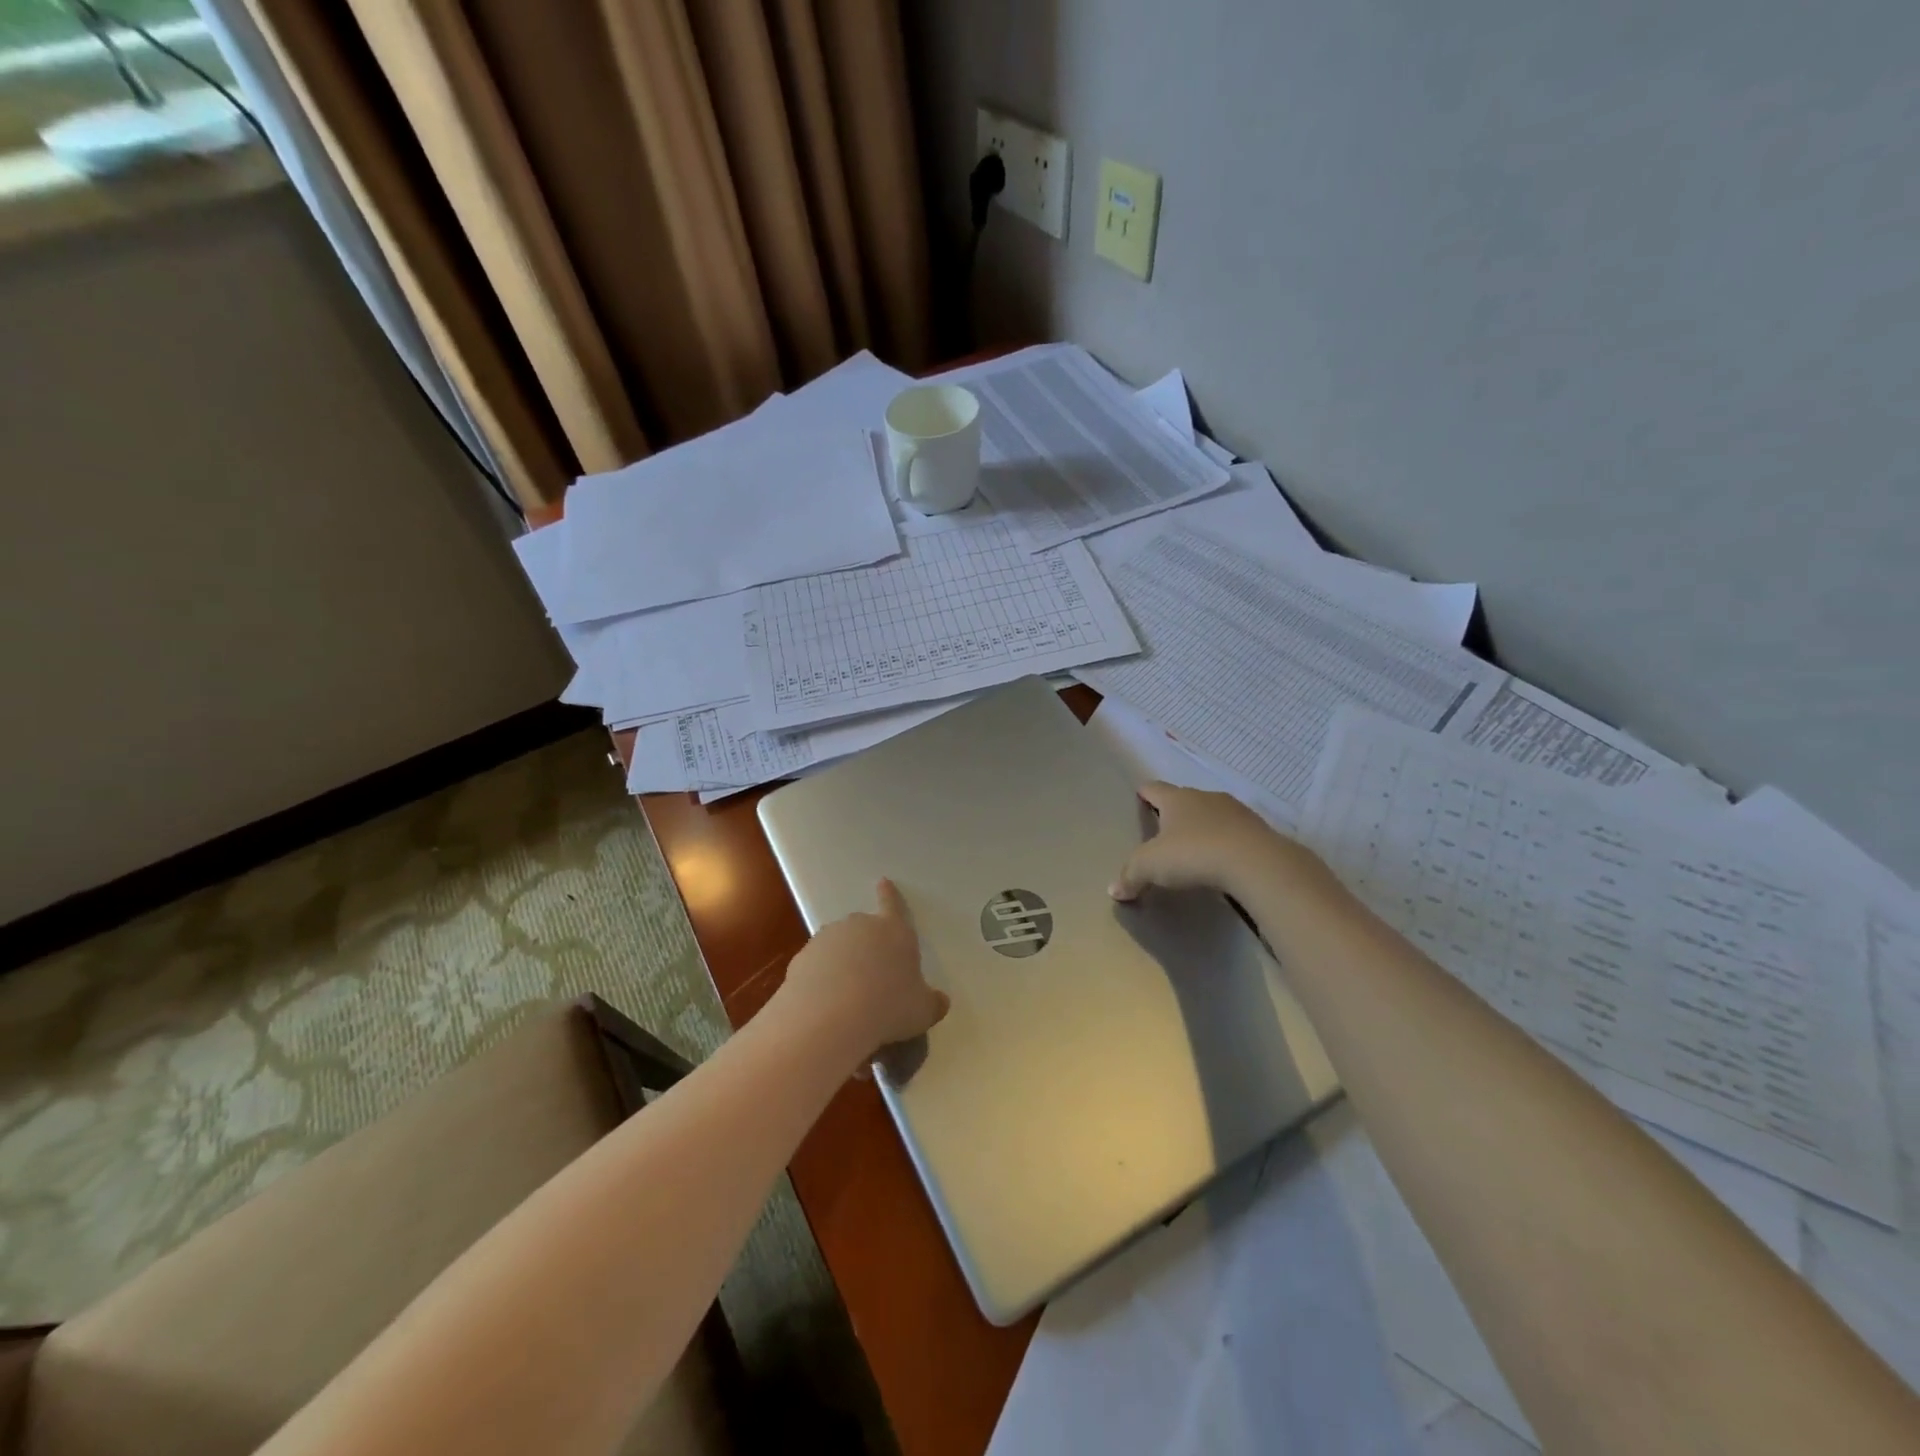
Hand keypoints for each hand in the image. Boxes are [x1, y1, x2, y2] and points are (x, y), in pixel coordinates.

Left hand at [781, 879, 949, 1064]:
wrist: (829, 1017)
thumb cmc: (888, 1007)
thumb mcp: (922, 1012)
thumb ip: (932, 1003)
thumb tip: (941, 1002)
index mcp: (895, 931)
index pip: (894, 905)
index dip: (890, 895)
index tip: (883, 882)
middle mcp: (861, 926)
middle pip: (865, 928)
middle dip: (868, 945)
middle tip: (872, 976)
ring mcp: (828, 938)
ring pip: (839, 946)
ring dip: (843, 962)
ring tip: (848, 997)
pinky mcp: (802, 957)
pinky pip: (817, 965)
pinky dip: (822, 978)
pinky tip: (826, 1004)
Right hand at [1109, 782, 1324, 903]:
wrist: (1255, 863)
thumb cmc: (1194, 854)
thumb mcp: (1151, 867)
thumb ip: (1130, 876)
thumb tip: (1114, 891)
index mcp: (1176, 799)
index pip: (1154, 788)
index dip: (1145, 793)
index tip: (1140, 797)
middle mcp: (1205, 797)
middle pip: (1185, 799)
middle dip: (1175, 813)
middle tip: (1165, 831)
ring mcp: (1236, 811)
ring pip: (1213, 814)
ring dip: (1204, 826)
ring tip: (1196, 847)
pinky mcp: (1259, 830)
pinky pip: (1235, 832)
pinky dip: (1226, 842)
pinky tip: (1223, 860)